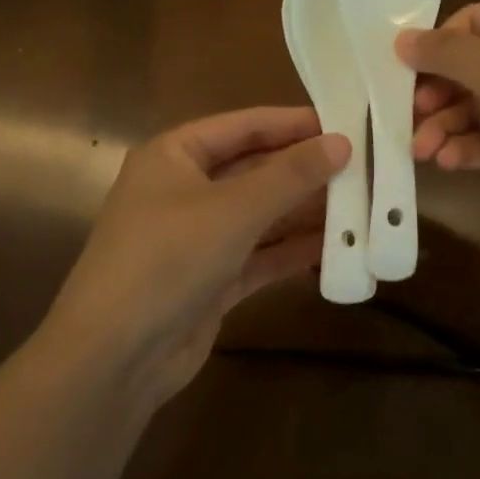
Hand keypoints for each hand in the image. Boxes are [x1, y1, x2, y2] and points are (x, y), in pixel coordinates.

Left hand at [44, 107, 349, 404]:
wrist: (115, 356)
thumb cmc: (168, 258)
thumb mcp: (234, 209)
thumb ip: (290, 175)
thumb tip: (341, 142)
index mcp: (175, 155)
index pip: (244, 126)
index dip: (294, 123)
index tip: (346, 122)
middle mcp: (184, 189)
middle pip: (255, 170)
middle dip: (305, 171)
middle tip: (364, 166)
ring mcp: (197, 237)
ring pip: (260, 215)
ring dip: (304, 212)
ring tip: (361, 204)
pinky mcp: (210, 279)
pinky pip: (259, 255)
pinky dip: (292, 251)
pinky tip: (336, 246)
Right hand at [399, 0, 479, 264]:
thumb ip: (449, 55)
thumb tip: (399, 40)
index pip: (475, 22)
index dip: (438, 44)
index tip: (402, 71)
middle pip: (471, 69)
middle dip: (438, 93)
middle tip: (408, 114)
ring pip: (476, 110)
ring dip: (445, 126)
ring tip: (422, 149)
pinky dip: (466, 149)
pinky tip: (447, 161)